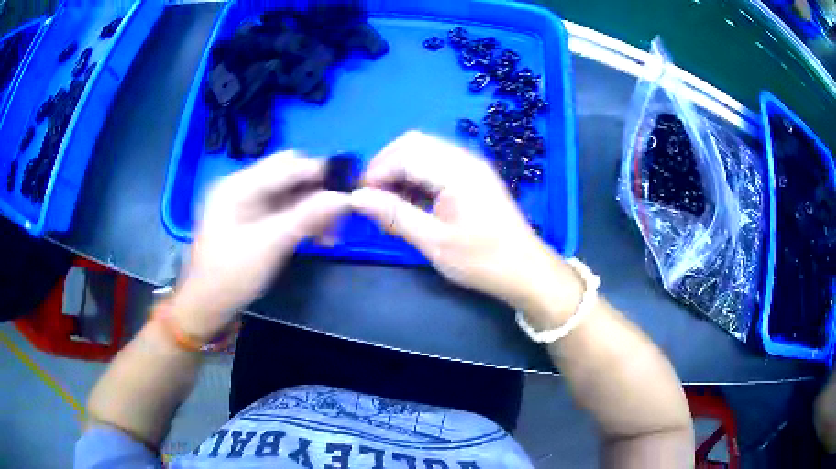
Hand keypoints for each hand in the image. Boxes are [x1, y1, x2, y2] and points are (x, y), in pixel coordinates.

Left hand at [173, 152, 349, 339]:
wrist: (206, 306)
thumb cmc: (231, 275)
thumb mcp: (270, 245)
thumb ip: (307, 217)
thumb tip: (345, 197)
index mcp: (238, 186)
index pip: (287, 165)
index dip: (320, 172)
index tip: (351, 186)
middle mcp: (240, 187)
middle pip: (288, 176)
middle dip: (317, 191)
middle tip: (340, 214)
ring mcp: (244, 203)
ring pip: (288, 194)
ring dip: (311, 208)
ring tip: (332, 233)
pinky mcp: (249, 220)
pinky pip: (281, 210)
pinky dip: (300, 220)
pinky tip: (316, 236)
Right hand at [351, 131, 581, 321]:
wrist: (525, 271)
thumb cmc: (483, 260)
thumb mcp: (434, 241)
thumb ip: (394, 215)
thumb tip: (356, 198)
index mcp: (457, 170)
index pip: (405, 153)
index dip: (377, 171)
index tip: (361, 199)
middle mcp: (464, 159)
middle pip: (413, 144)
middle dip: (386, 167)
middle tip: (374, 201)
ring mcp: (470, 166)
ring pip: (423, 153)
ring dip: (400, 173)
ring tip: (390, 208)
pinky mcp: (472, 177)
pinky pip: (435, 165)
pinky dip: (416, 179)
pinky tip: (410, 205)